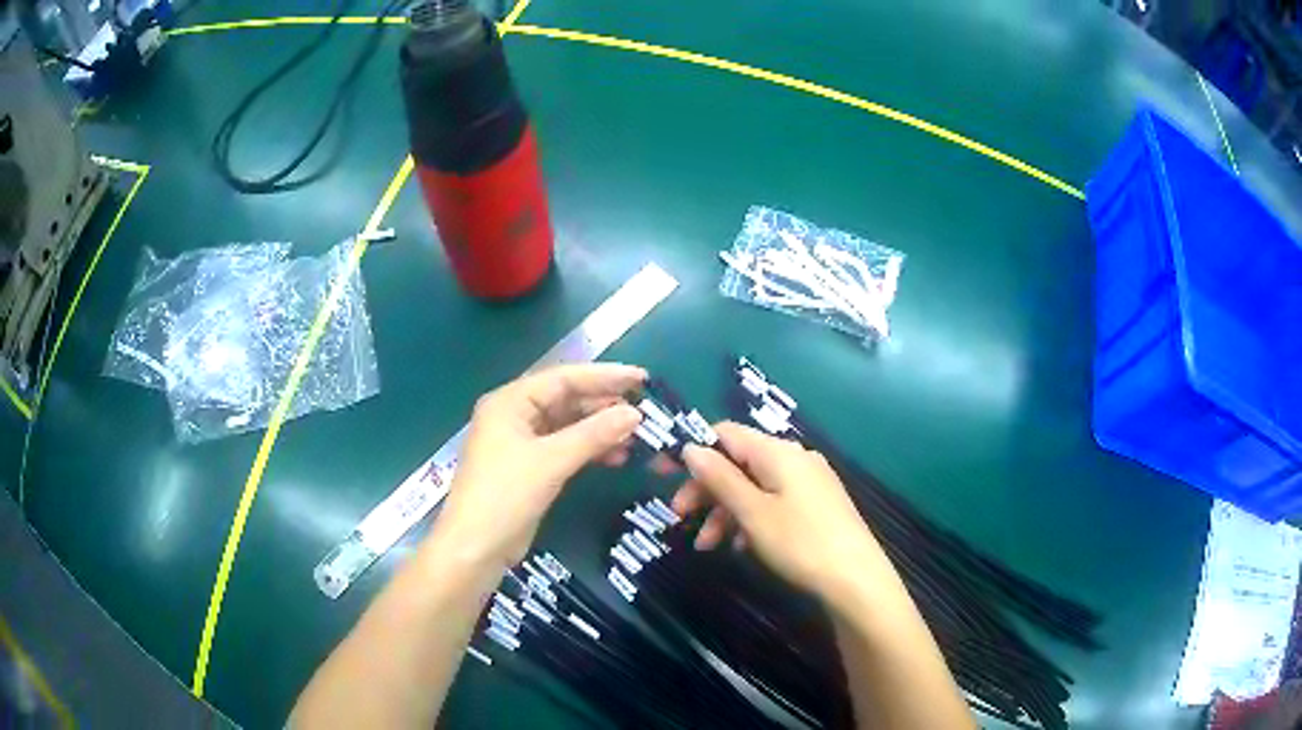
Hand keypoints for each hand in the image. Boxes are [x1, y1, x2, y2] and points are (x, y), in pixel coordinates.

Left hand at [431, 364, 645, 571]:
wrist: (475, 548)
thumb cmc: (505, 495)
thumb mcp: (551, 461)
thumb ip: (593, 434)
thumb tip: (635, 414)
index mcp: (510, 402)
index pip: (563, 378)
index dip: (604, 377)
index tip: (641, 378)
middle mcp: (514, 415)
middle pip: (566, 400)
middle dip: (604, 405)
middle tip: (645, 410)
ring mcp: (521, 443)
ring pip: (568, 426)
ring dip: (599, 430)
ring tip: (636, 436)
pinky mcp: (529, 468)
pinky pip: (565, 448)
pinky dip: (589, 450)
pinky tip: (616, 457)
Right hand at [673, 422, 886, 600]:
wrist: (856, 579)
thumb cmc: (800, 542)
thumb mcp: (752, 512)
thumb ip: (720, 478)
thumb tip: (691, 446)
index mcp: (778, 452)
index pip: (725, 434)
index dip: (692, 450)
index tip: (662, 475)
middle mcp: (794, 458)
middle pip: (738, 462)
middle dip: (706, 489)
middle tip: (680, 518)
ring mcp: (808, 482)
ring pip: (753, 487)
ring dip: (725, 511)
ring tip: (707, 546)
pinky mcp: (816, 504)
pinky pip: (772, 502)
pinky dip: (750, 519)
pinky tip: (740, 546)